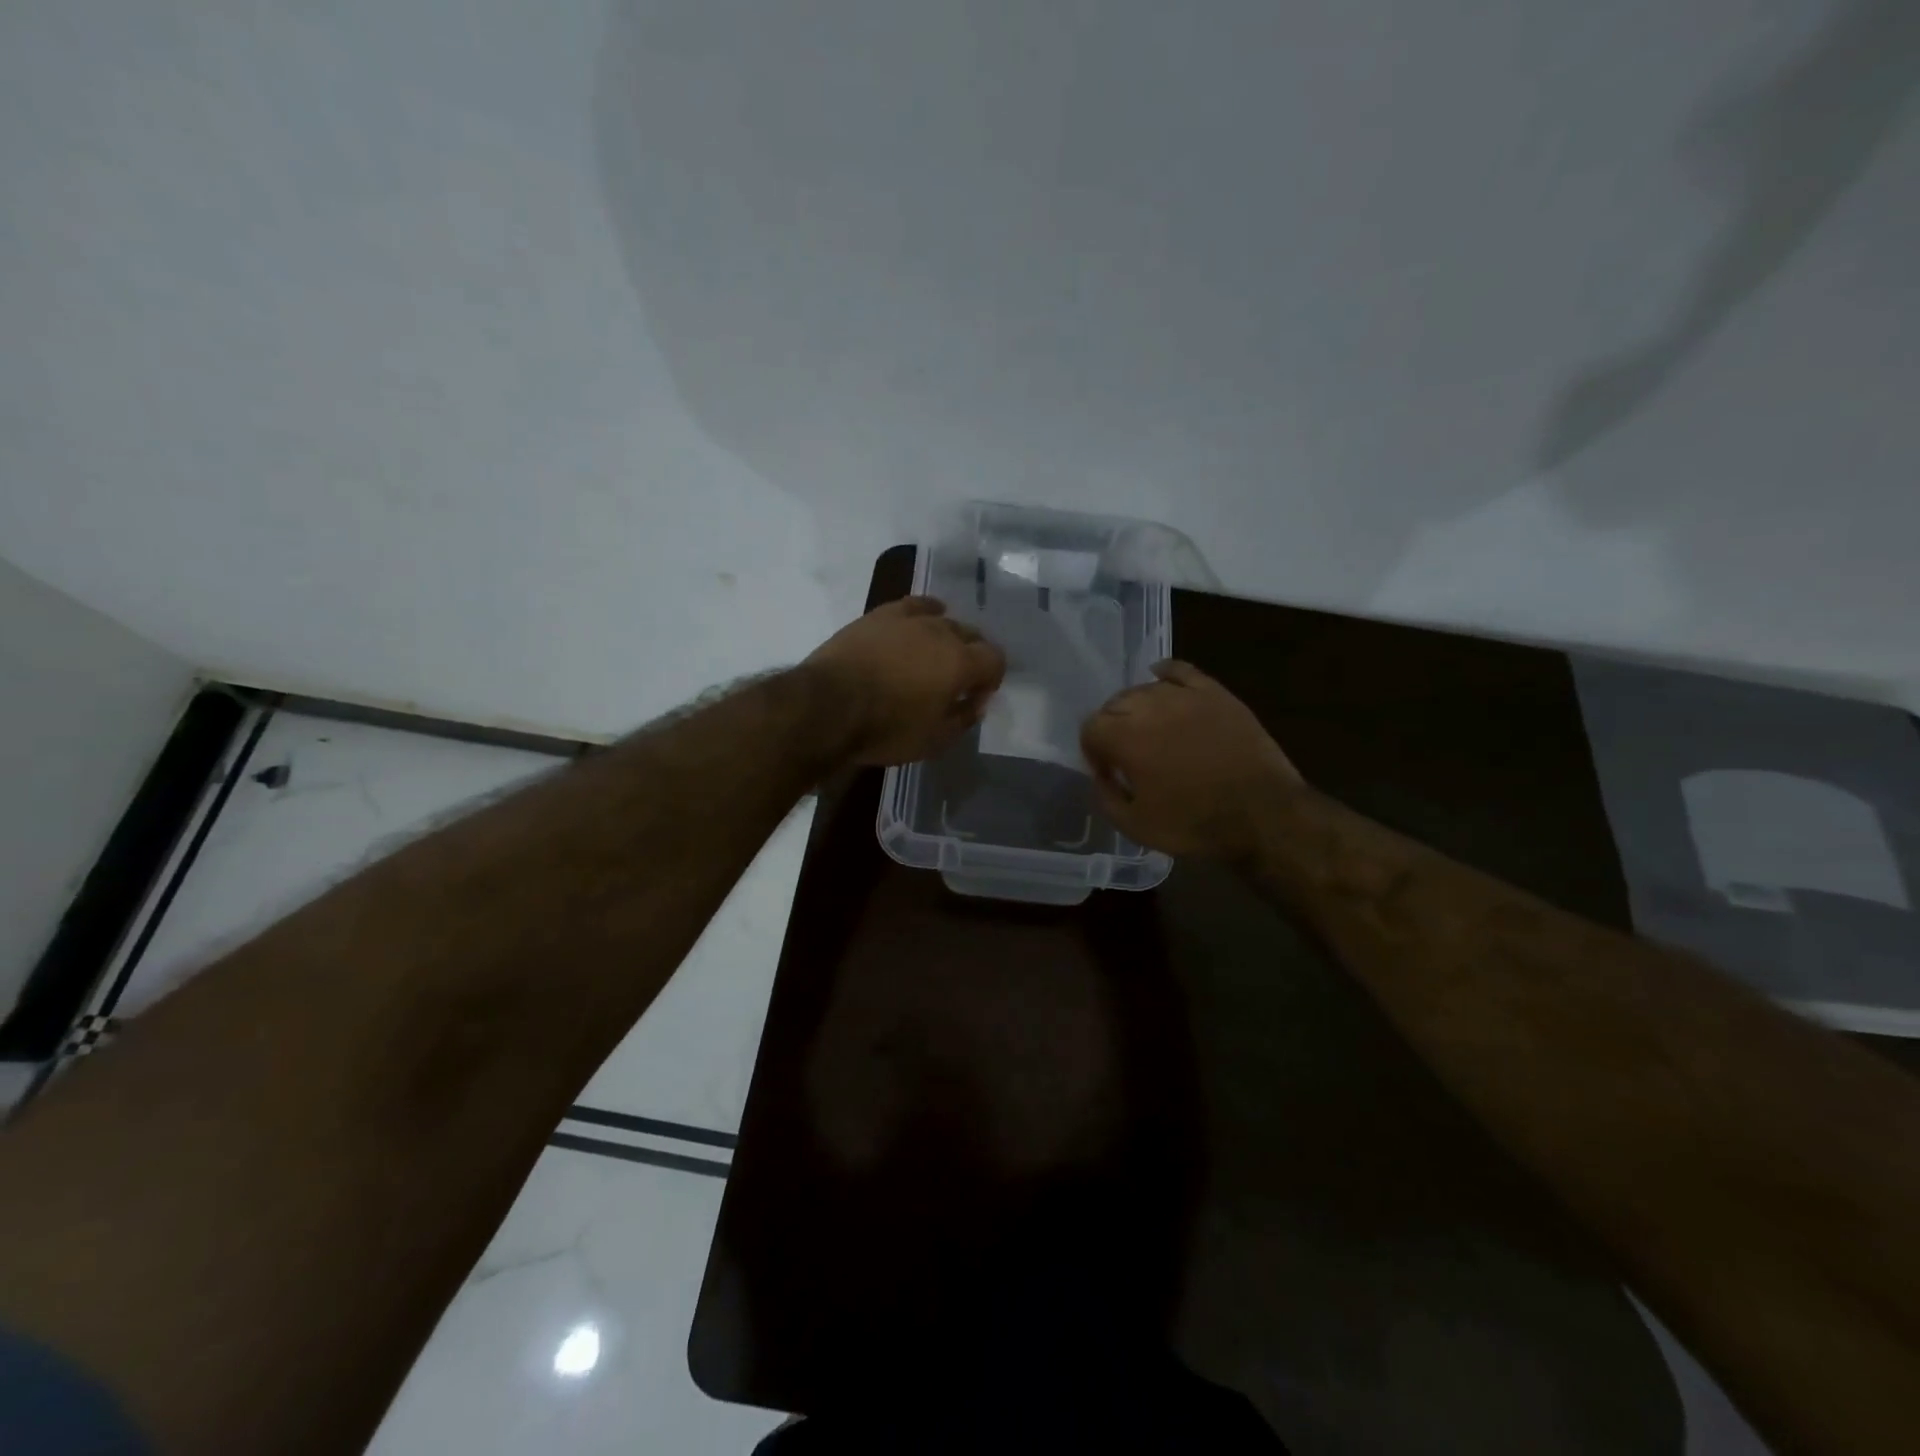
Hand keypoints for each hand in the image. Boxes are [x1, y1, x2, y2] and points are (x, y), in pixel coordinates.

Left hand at [805, 597, 1006, 766]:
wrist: (827, 706)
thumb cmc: (885, 729)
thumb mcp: (933, 740)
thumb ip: (963, 718)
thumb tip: (976, 702)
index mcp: (961, 663)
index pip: (995, 659)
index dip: (991, 678)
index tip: (977, 696)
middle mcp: (942, 633)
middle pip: (972, 635)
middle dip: (972, 656)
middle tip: (957, 680)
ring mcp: (910, 619)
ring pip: (944, 619)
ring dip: (948, 636)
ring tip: (936, 655)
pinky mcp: (881, 615)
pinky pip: (915, 605)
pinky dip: (927, 612)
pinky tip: (926, 618)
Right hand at [1080, 660, 1302, 859]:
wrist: (1262, 814)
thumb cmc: (1194, 823)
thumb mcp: (1135, 826)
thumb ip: (1105, 798)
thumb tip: (1100, 776)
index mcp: (1125, 738)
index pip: (1090, 728)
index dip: (1093, 750)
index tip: (1107, 771)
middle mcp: (1149, 707)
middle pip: (1115, 704)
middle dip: (1112, 727)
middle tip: (1126, 753)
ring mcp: (1184, 696)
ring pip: (1145, 689)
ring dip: (1137, 707)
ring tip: (1149, 729)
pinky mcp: (1214, 693)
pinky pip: (1180, 671)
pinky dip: (1165, 674)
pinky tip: (1161, 680)